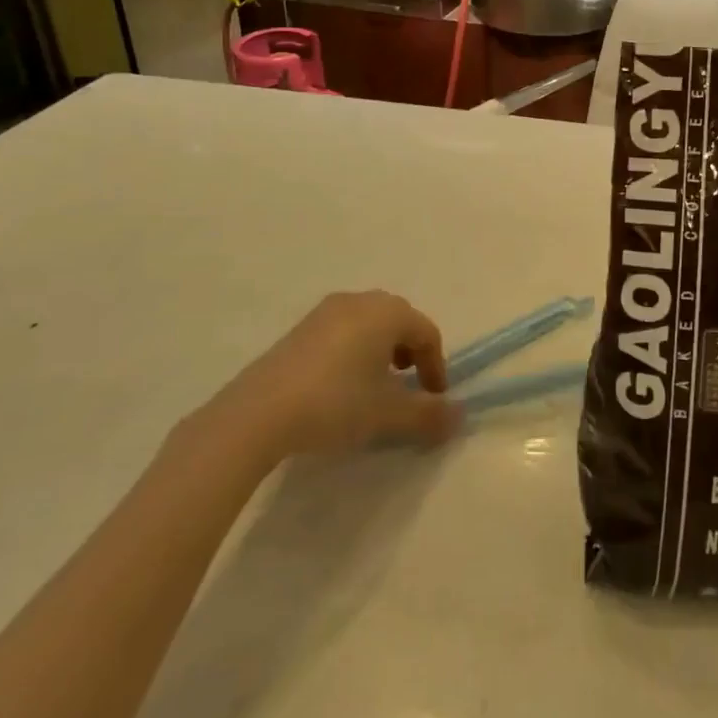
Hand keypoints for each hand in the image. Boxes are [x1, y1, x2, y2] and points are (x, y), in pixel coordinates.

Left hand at [206, 291, 459, 463]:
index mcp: (386, 312)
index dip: (436, 366)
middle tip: (408, 386)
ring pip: (369, 324)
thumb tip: (460, 416)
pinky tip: (341, 385)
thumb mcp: (388, 414)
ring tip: (375, 386)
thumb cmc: (336, 403)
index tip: (433, 399)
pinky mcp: (299, 329)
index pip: (426, 332)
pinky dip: (354, 351)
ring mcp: (325, 312)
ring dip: (382, 351)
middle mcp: (359, 301)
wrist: (258, 414)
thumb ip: (428, 414)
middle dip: (410, 353)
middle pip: (399, 321)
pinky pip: (341, 331)